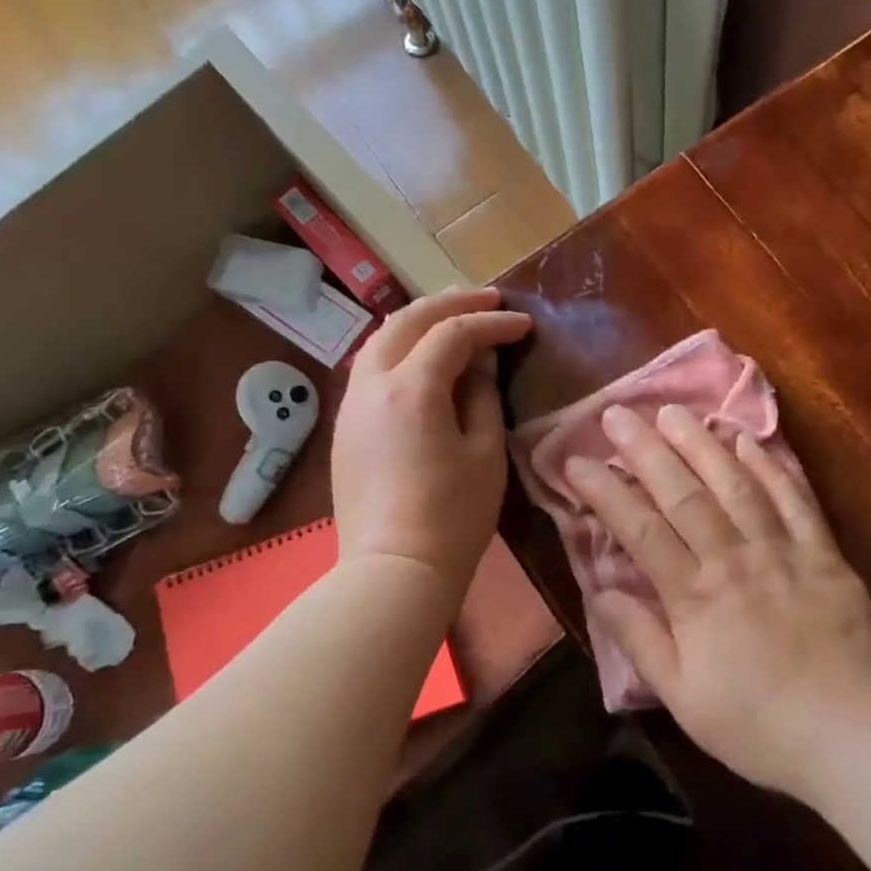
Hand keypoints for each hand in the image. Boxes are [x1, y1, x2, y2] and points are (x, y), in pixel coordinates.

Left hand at [333, 288, 530, 594]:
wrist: (395, 569)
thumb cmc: (453, 516)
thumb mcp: (485, 453)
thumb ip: (482, 396)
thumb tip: (480, 362)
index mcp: (411, 388)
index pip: (454, 334)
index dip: (492, 323)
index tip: (524, 324)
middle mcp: (372, 384)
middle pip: (407, 321)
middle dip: (450, 304)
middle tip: (488, 301)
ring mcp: (352, 405)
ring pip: (381, 340)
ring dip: (419, 322)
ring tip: (454, 319)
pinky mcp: (346, 427)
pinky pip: (371, 368)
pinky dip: (400, 348)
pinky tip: (422, 358)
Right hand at [567, 403, 870, 801]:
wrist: (853, 736)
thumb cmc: (759, 727)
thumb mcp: (683, 698)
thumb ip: (641, 640)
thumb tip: (601, 589)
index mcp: (695, 597)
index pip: (640, 530)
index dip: (605, 492)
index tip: (576, 461)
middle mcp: (734, 560)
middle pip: (683, 494)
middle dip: (646, 450)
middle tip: (618, 413)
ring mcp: (783, 551)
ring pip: (736, 485)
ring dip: (702, 444)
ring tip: (675, 411)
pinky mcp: (825, 554)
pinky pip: (795, 500)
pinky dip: (771, 467)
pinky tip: (749, 440)